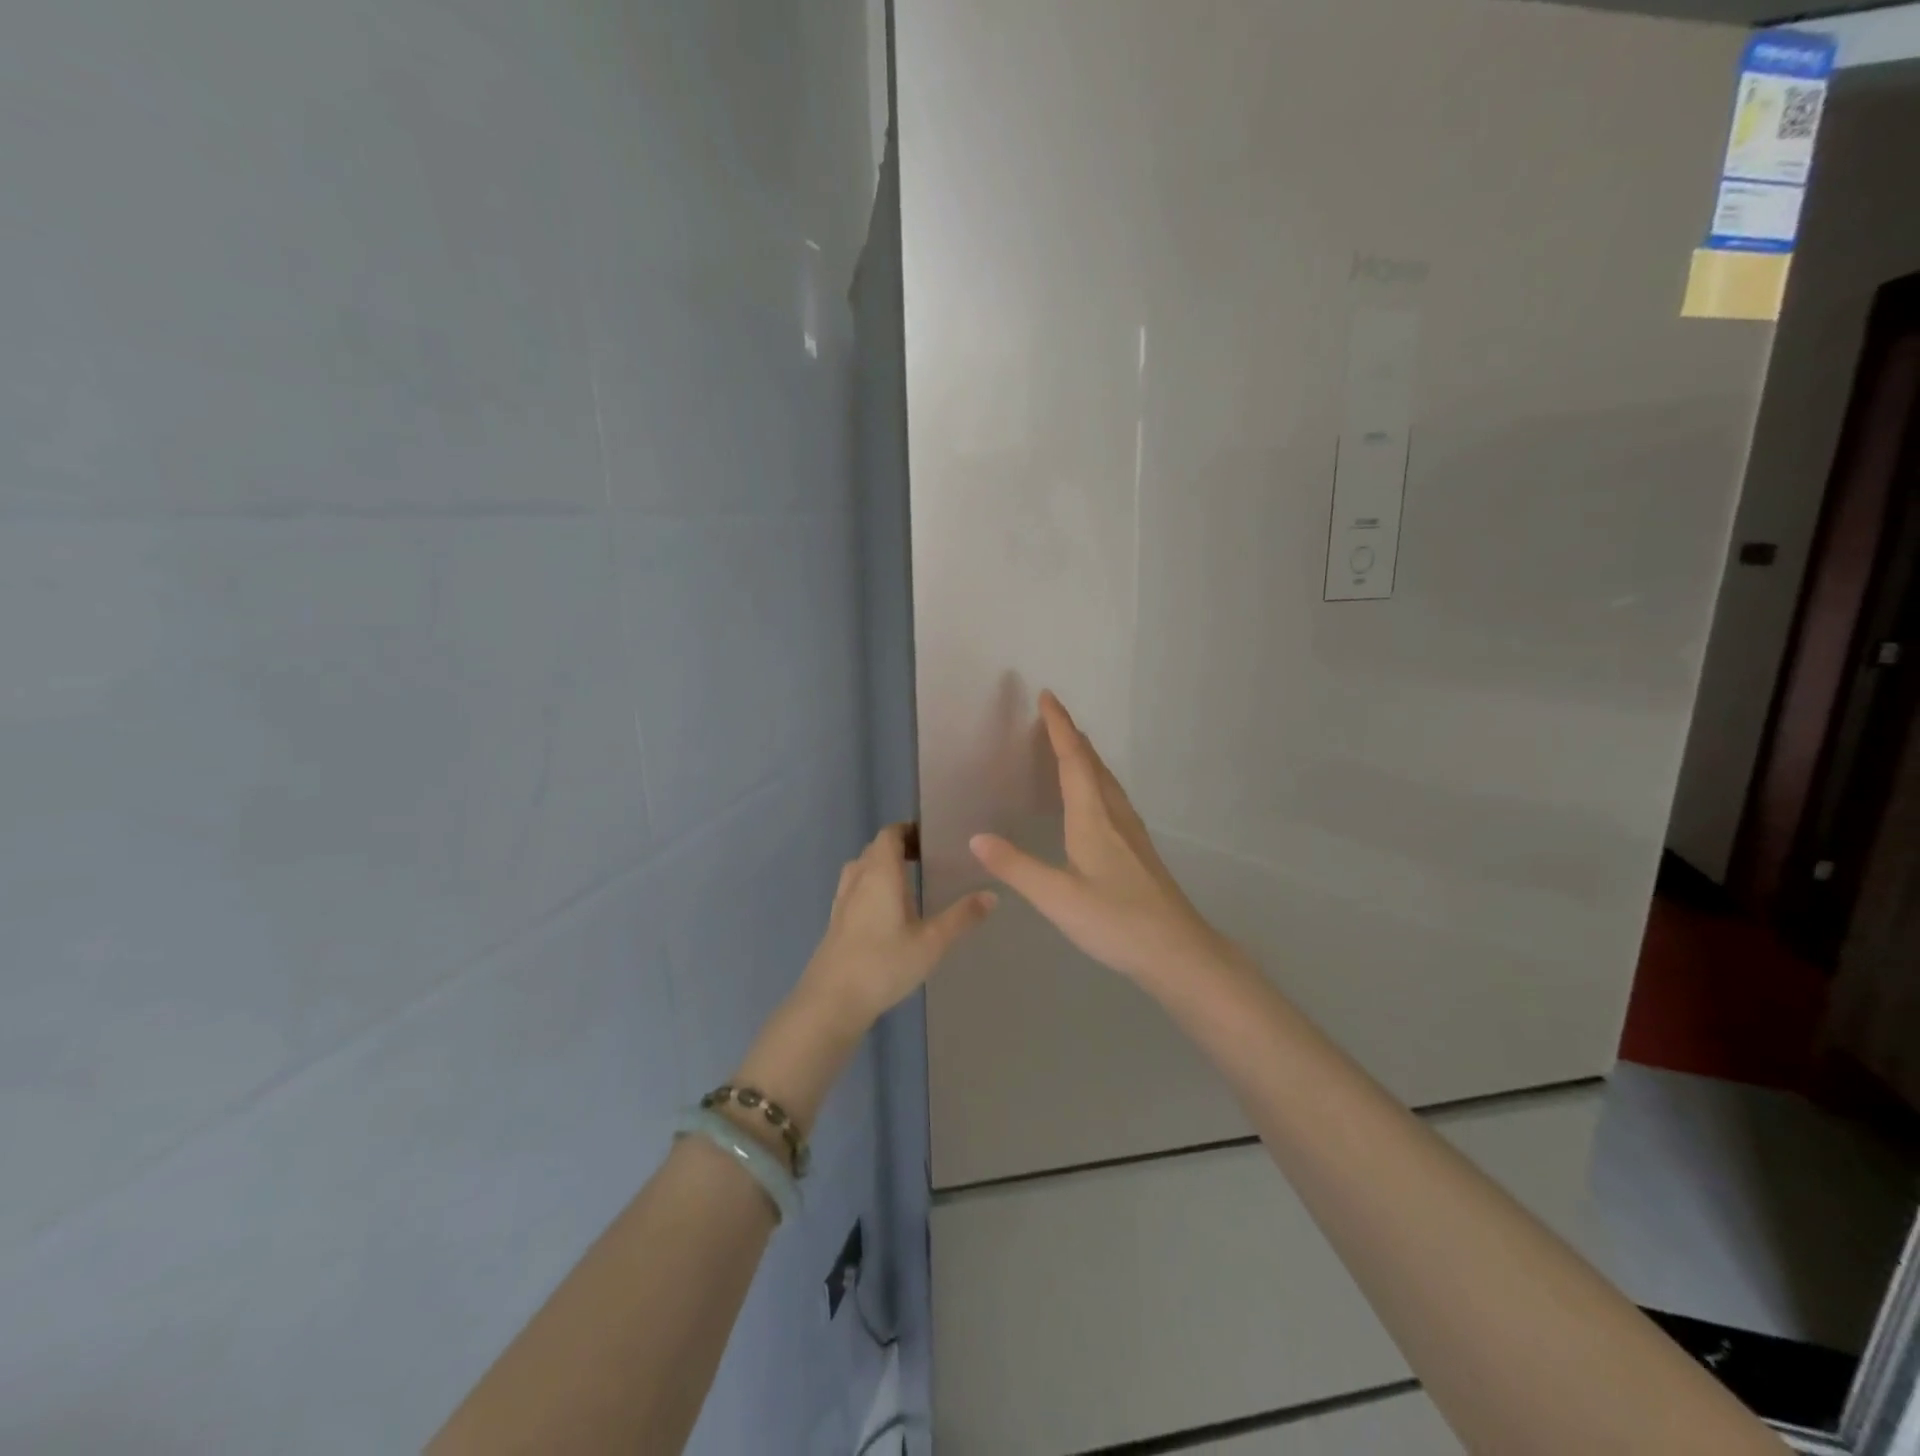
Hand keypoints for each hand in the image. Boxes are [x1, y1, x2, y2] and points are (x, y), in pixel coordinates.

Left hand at [797, 823, 996, 1030]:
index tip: (932, 839)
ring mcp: (842, 901)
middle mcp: (858, 879)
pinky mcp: (836, 922)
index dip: (909, 830)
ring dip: (882, 868)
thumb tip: (992, 894)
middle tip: (928, 860)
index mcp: (880, 873)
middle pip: (876, 849)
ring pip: (862, 870)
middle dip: (899, 848)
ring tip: (909, 884)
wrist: (831, 1001)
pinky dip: (871, 889)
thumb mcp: (931, 942)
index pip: (890, 834)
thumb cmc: (884, 964)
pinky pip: (855, 890)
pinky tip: (887, 914)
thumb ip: (962, 917)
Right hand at [969, 691, 1224, 983]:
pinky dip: (1096, 780)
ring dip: (1086, 756)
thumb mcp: (1057, 898)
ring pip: (1106, 780)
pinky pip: (1113, 797)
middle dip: (1071, 735)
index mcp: (1093, 818)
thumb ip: (1015, 867)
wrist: (1177, 950)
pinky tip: (1094, 798)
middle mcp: (1114, 815)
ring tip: (1070, 746)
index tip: (1047, 696)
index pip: (1073, 760)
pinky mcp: (1138, 849)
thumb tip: (976, 837)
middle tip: (1051, 715)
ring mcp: (1131, 832)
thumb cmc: (1115, 921)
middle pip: (1092, 763)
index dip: (1059, 726)